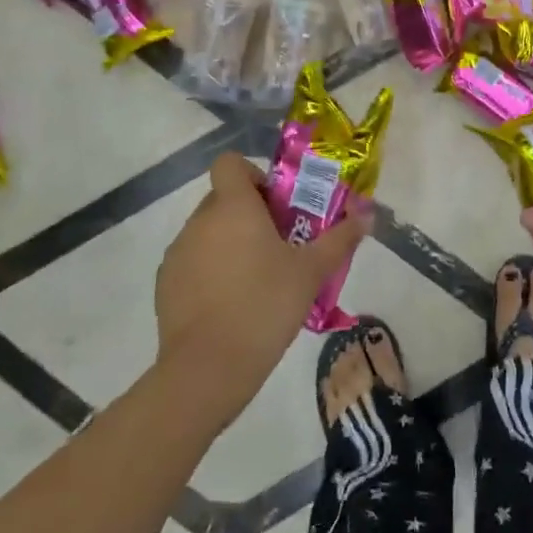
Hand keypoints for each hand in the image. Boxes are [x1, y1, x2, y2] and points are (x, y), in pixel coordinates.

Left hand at [155, 152, 371, 416]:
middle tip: (278, 245)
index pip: (230, 163)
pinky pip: (192, 261)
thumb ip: (340, 239)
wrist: (208, 368)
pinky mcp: (165, 284)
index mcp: (233, 207)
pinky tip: (230, 304)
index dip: (252, 174)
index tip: (275, 205)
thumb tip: (368, 214)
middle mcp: (200, 220)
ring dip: (229, 242)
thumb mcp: (312, 272)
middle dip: (249, 214)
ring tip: (256, 279)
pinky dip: (209, 271)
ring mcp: (178, 252)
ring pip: (207, 231)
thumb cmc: (265, 306)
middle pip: (223, 198)